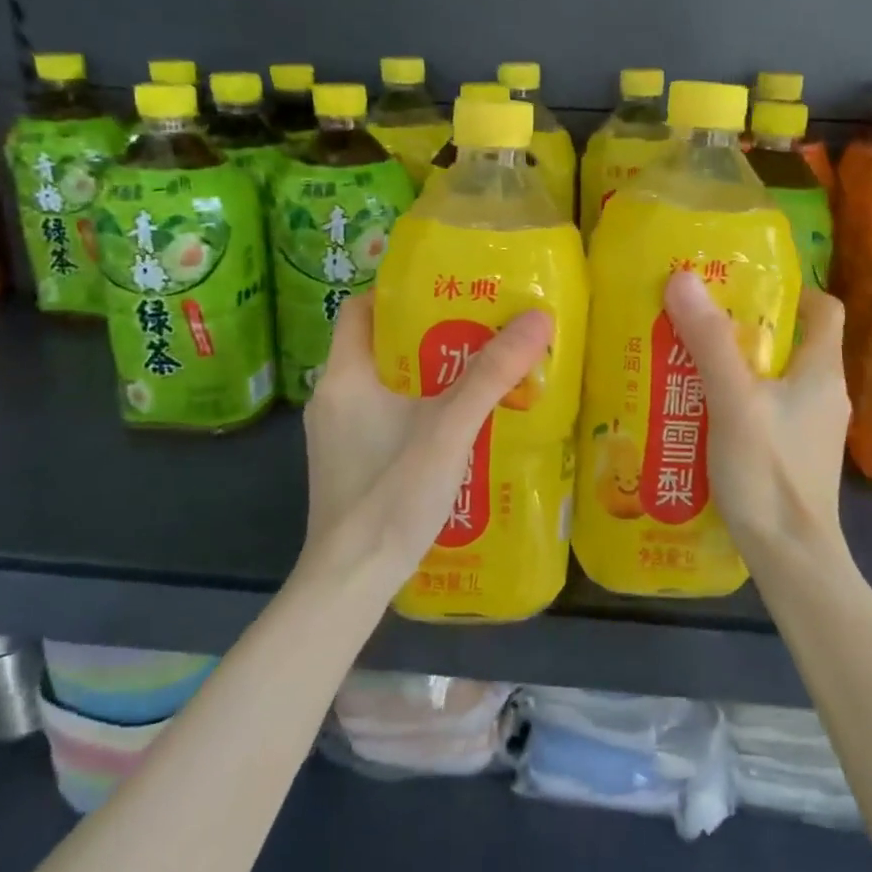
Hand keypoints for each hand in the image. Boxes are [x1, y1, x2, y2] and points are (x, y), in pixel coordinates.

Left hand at [301, 291, 553, 593]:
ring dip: (429, 374)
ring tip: (479, 371)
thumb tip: (537, 318)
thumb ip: (491, 374)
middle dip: (429, 333)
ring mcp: (339, 434)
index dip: (399, 293)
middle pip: (380, 345)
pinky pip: (386, 416)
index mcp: (344, 376)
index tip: (447, 290)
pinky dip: (419, 408)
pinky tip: (458, 424)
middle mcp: (334, 398)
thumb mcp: (448, 428)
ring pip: (387, 384)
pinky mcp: (351, 462)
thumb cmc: (391, 494)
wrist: (351, 582)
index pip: (360, 309)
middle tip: (480, 328)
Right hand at [662, 271, 851, 563]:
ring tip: (689, 360)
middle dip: (747, 326)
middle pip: (792, 342)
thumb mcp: (734, 401)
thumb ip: (711, 342)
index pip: (824, 309)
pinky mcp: (794, 454)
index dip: (793, 290)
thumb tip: (684, 278)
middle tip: (699, 319)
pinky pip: (767, 409)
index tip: (746, 285)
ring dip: (737, 365)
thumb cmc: (770, 473)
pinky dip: (737, 399)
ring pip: (775, 378)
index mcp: (822, 371)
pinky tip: (700, 410)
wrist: (791, 558)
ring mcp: (810, 428)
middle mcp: (824, 394)